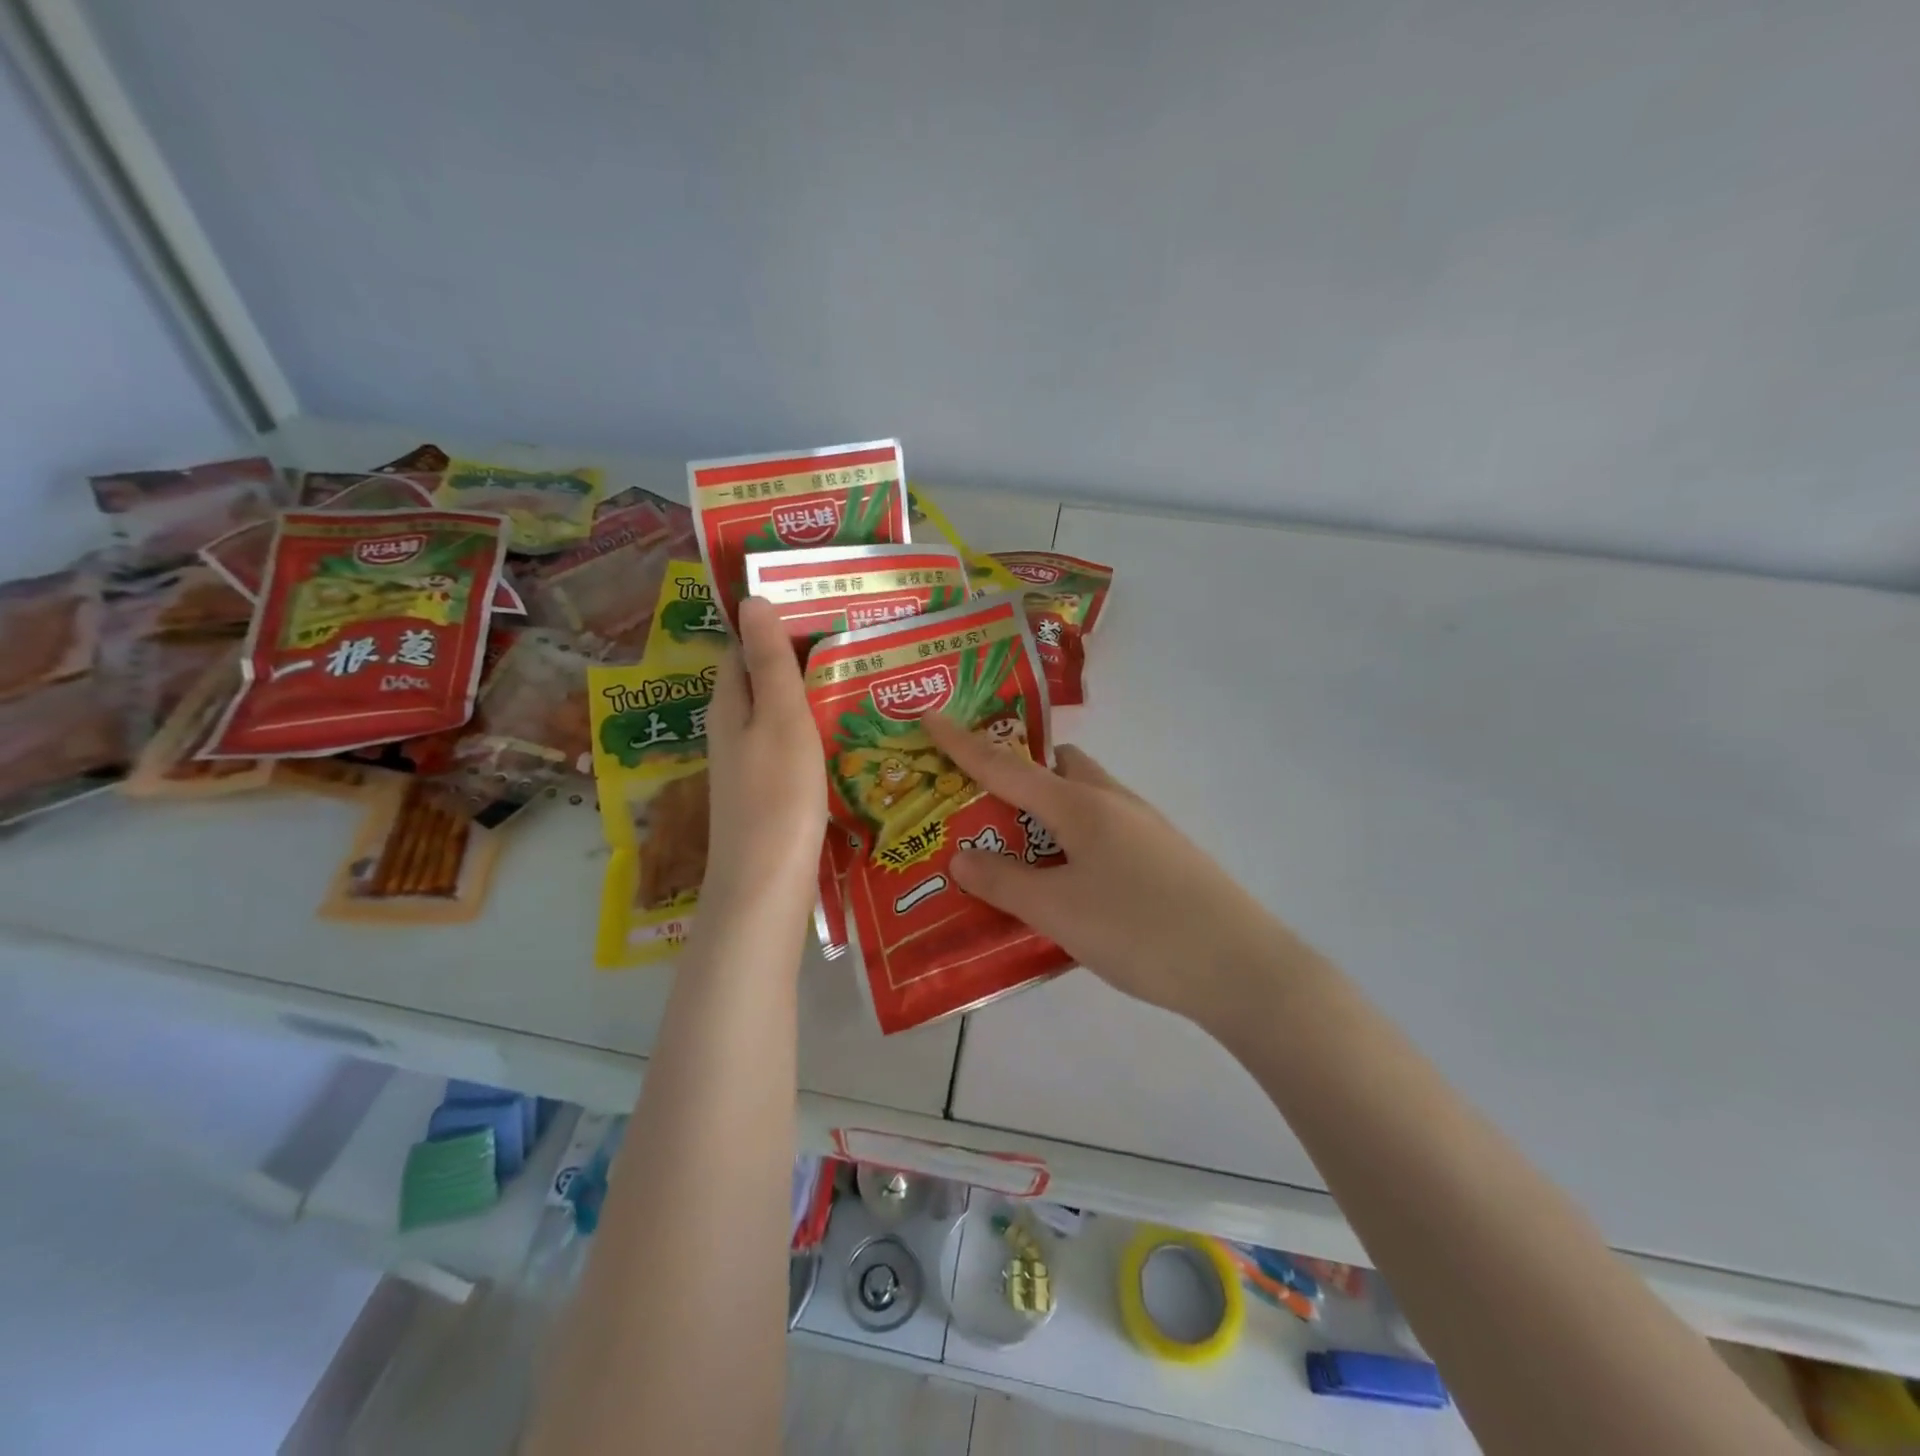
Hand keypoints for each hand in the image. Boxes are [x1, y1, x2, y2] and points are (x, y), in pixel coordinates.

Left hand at [699, 596, 826, 927]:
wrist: (766, 887)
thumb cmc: (776, 797)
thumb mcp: (779, 719)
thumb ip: (769, 662)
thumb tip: (752, 599)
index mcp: (729, 704)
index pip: (741, 646)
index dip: (772, 622)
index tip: (818, 603)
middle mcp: (733, 729)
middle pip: (761, 679)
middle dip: (799, 656)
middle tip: (854, 636)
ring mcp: (750, 763)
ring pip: (779, 713)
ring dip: (811, 692)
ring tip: (860, 673)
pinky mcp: (770, 792)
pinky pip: (792, 744)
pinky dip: (816, 728)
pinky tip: (848, 730)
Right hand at [926, 714, 1301, 1030]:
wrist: (1241, 967)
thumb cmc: (1140, 930)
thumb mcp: (1058, 912)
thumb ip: (1004, 882)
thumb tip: (961, 859)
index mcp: (1081, 804)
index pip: (1007, 765)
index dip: (964, 743)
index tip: (930, 717)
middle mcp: (1114, 803)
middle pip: (1059, 767)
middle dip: (1020, 774)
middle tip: (986, 808)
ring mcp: (1145, 828)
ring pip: (1085, 800)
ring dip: (1049, 812)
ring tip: (1021, 854)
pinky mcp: (1164, 857)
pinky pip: (1105, 831)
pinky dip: (1076, 841)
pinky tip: (1071, 886)